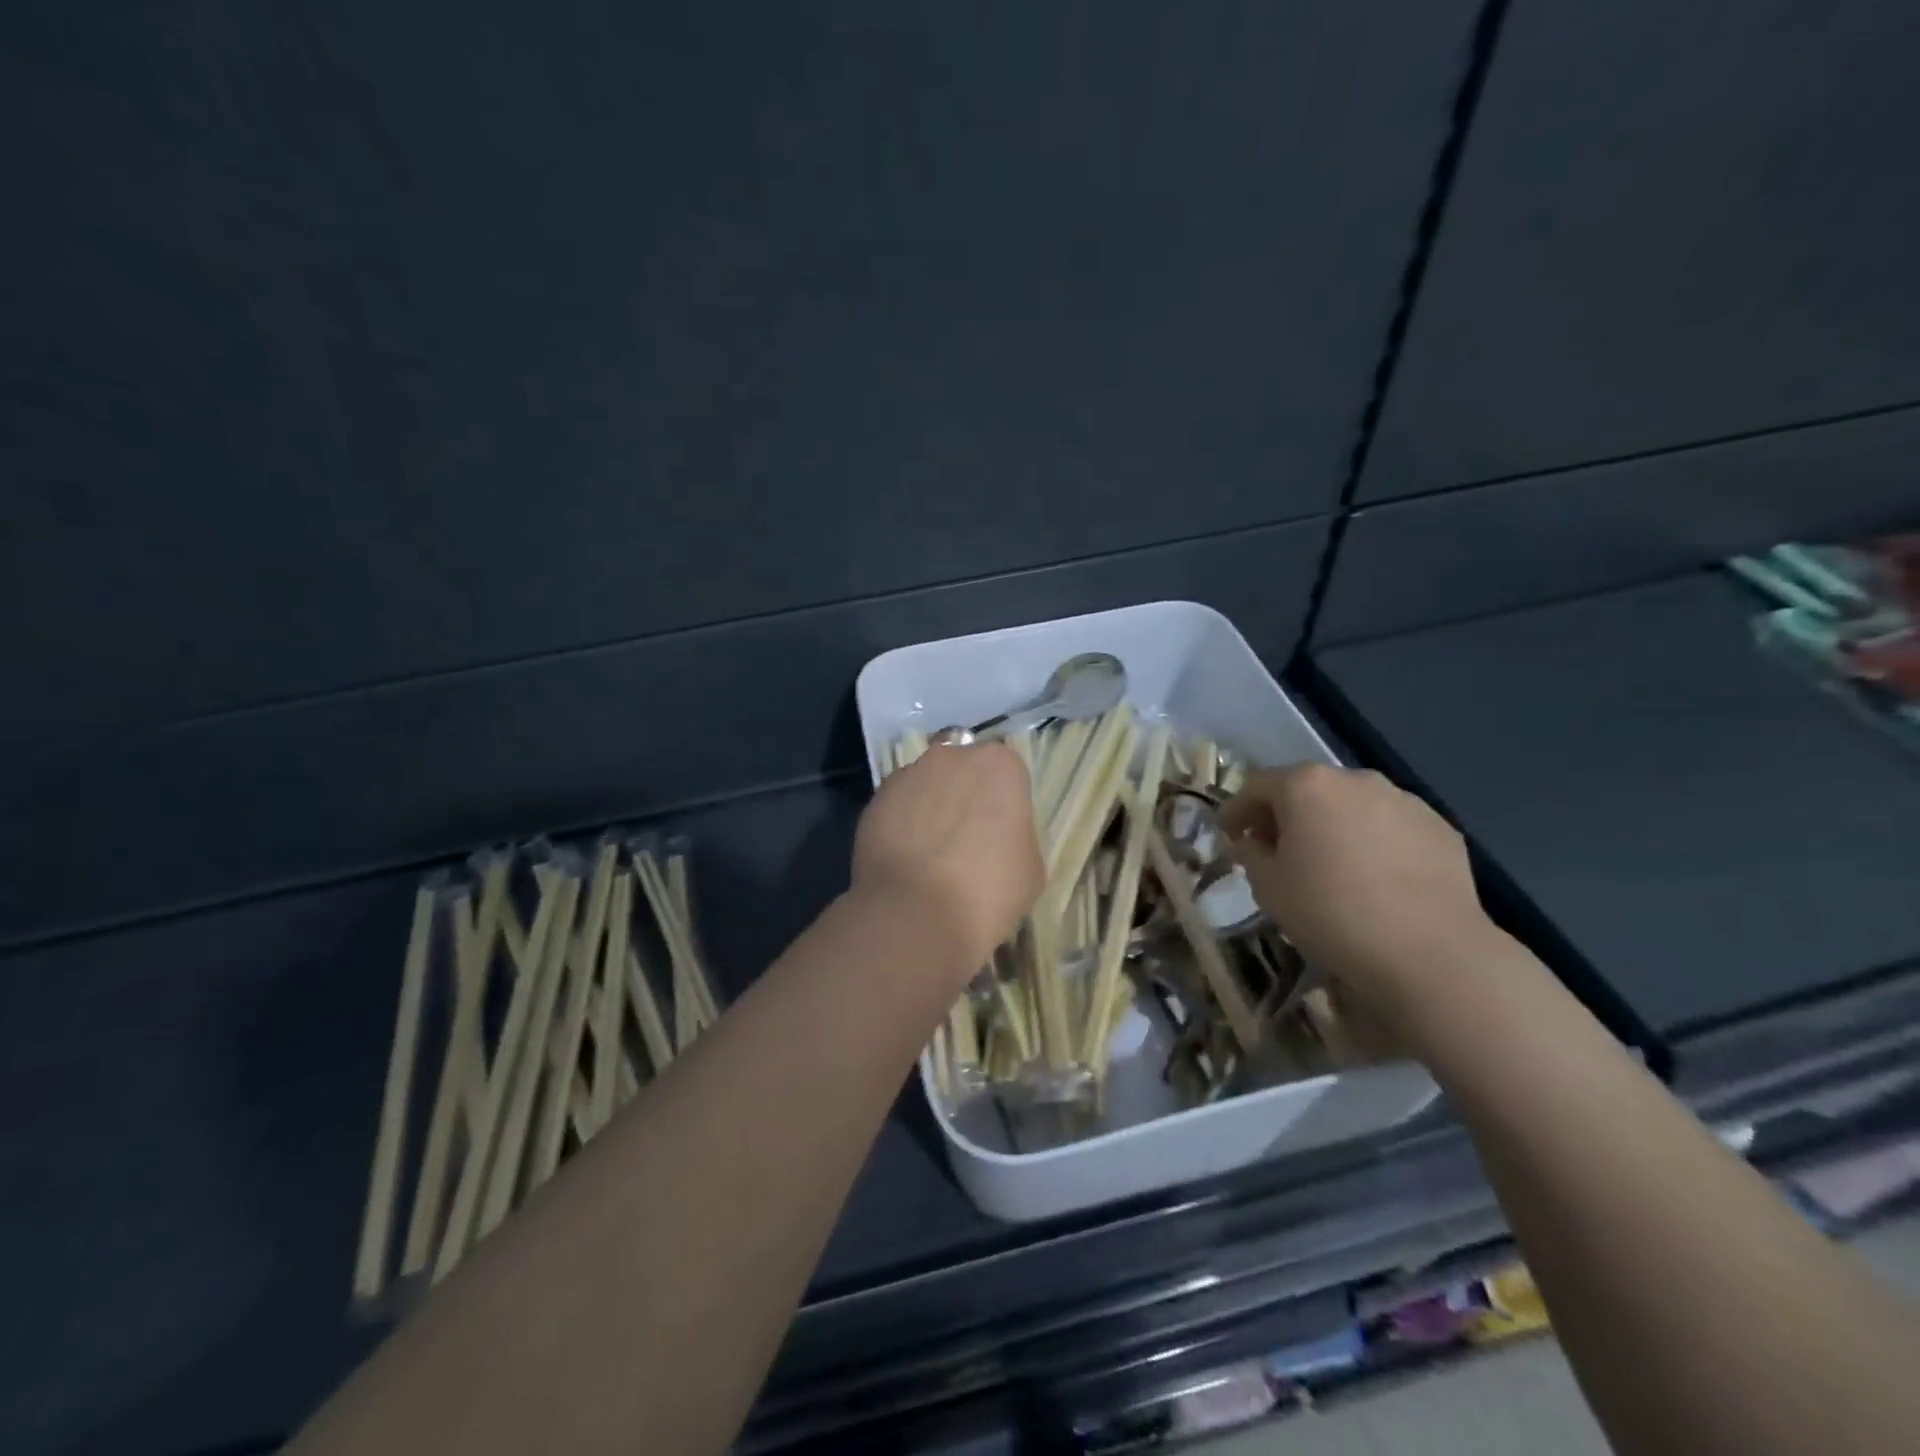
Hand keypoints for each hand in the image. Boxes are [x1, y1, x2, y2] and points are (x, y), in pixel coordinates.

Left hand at [853, 742, 1044, 969]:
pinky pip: (898, 807)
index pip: (1007, 774)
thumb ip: (1017, 835)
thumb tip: (998, 838)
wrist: (915, 915)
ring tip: (931, 855)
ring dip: (932, 809)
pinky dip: (902, 825)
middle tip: (967, 841)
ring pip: (927, 786)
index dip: (1004, 805)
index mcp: (999, 764)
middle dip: (965, 797)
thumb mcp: (1031, 868)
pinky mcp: (876, 799)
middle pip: (964, 771)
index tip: (1000, 834)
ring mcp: (909, 775)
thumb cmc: (988, 890)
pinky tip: (906, 860)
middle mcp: (952, 757)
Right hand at [1219, 765, 1495, 1021]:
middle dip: (1288, 815)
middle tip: (1277, 850)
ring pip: (1352, 806)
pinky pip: (1391, 827)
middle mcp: (1355, 779)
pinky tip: (1375, 880)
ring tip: (1331, 866)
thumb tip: (1253, 841)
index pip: (1256, 786)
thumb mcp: (1268, 886)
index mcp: (1306, 786)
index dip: (1237, 810)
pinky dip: (1374, 842)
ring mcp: (1403, 800)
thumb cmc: (1330, 913)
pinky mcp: (1440, 827)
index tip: (1228, 834)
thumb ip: (1251, 852)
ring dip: (1333, 826)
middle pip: (1308, 789)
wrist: (1429, 953)